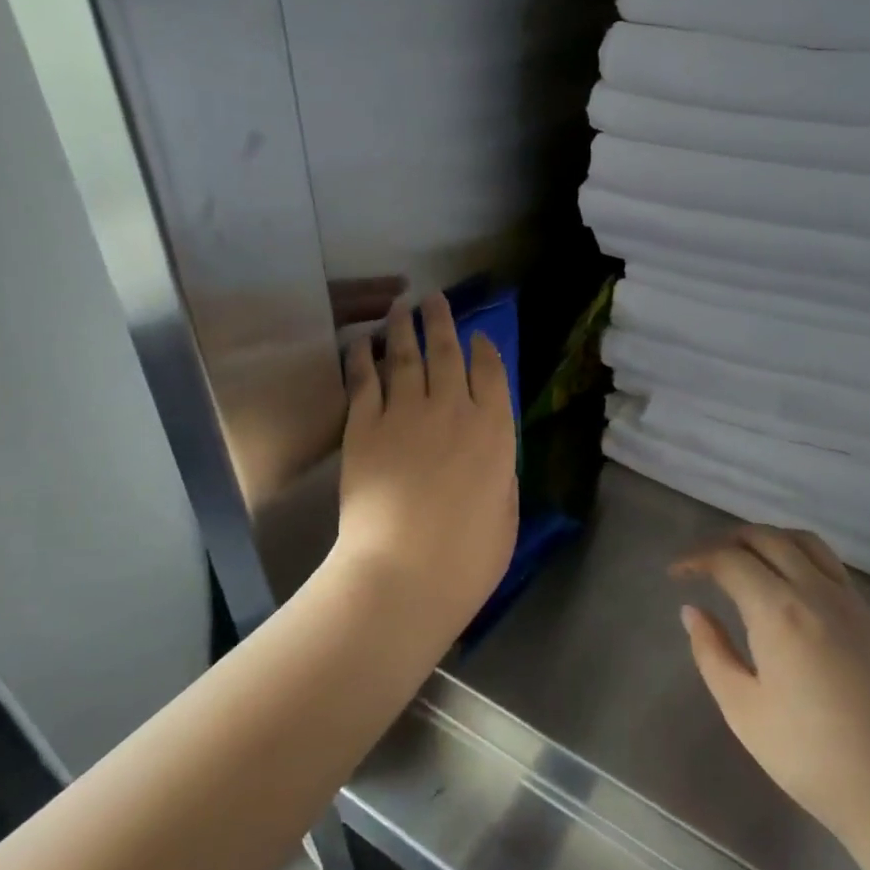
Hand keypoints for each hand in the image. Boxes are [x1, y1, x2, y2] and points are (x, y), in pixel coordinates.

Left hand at [335, 292, 517, 636]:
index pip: (492, 374)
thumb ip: (500, 475)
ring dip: (404, 328)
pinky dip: (363, 357)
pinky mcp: (364, 427)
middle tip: (434, 298)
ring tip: (401, 306)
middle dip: (442, 322)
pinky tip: (362, 342)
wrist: (405, 570)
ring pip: (406, 357)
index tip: (479, 335)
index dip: (485, 350)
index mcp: (494, 431)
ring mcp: (405, 414)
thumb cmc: (469, 556)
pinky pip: (365, 381)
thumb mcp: (506, 514)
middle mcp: (452, 409)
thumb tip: (490, 456)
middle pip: (447, 353)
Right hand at [674, 527, 869, 855]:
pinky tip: (786, 587)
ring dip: (766, 540)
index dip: (696, 559)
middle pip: (767, 538)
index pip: (730, 559)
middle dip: (728, 540)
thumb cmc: (810, 756)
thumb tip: (693, 611)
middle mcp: (817, 591)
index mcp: (779, 611)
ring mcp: (851, 602)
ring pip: (804, 542)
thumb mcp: (743, 709)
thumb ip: (712, 652)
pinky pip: (829, 565)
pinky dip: (797, 556)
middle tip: (703, 563)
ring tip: (743, 561)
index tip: (675, 575)